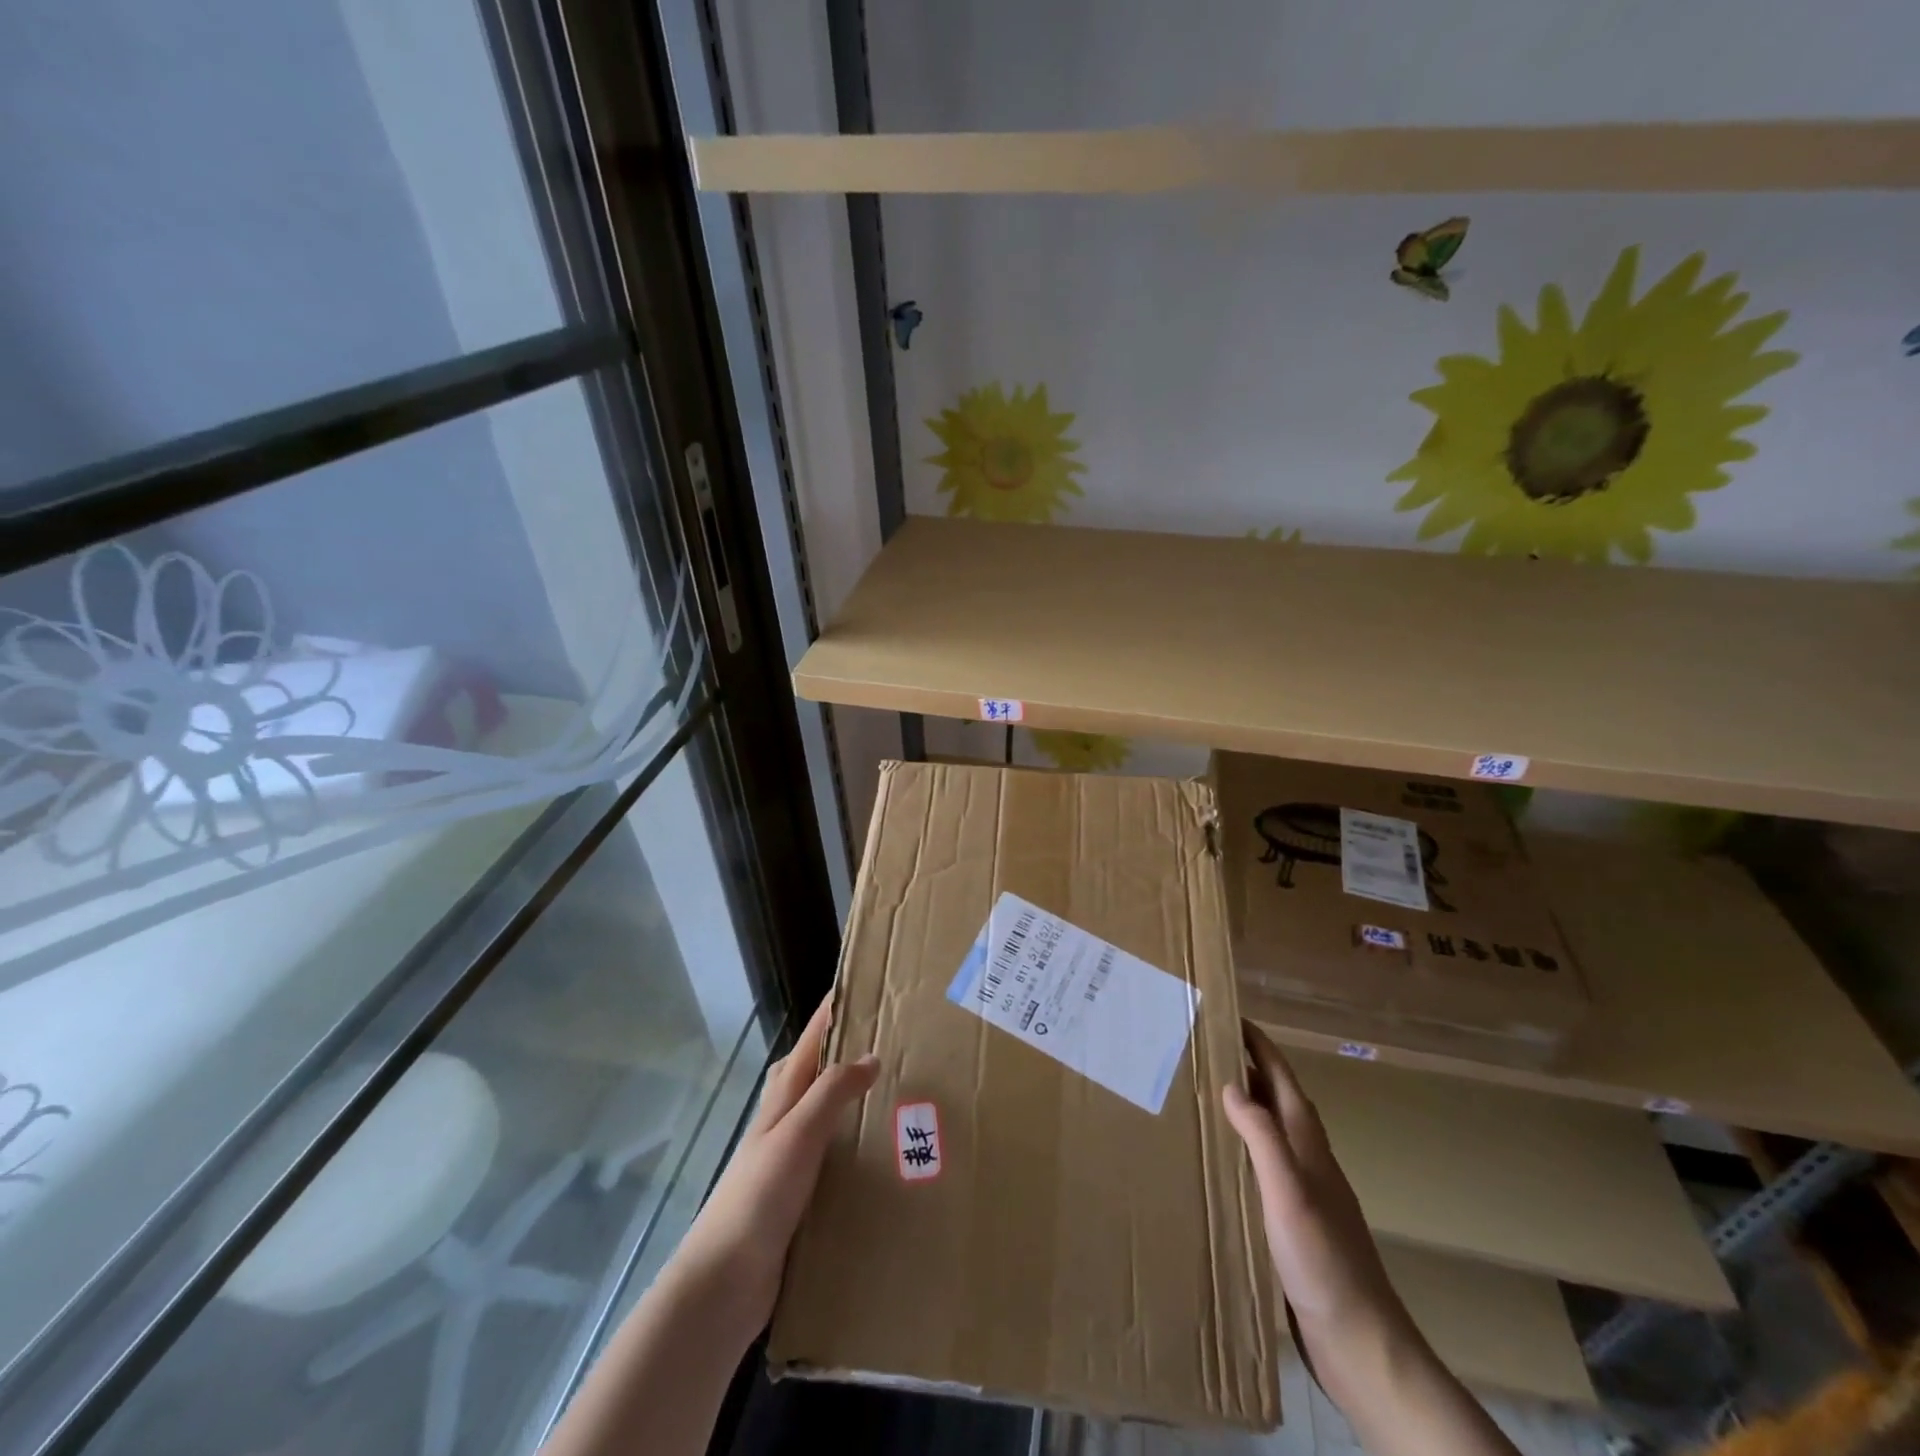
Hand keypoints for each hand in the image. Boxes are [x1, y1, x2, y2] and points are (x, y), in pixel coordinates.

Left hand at [672, 999, 878, 1338]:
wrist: (724, 1282)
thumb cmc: (760, 1196)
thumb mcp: (798, 1133)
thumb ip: (832, 1091)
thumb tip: (871, 1056)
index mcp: (783, 1096)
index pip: (813, 1038)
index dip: (834, 1010)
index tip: (865, 984)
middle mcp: (786, 1119)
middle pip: (817, 1070)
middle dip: (848, 1049)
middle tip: (893, 1038)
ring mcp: (792, 1157)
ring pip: (828, 1113)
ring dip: (856, 1098)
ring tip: (900, 1092)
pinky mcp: (801, 1194)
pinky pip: (835, 1155)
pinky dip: (857, 1144)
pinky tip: (883, 1157)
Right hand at [1222, 1023, 1414, 1406]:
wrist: (1360, 1342)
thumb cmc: (1322, 1259)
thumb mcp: (1287, 1191)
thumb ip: (1262, 1135)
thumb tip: (1232, 1083)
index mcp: (1307, 1143)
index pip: (1281, 1078)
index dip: (1258, 1045)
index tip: (1229, 1015)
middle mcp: (1307, 1158)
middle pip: (1275, 1098)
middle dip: (1246, 1066)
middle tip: (1203, 1046)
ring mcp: (1304, 1190)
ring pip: (1269, 1131)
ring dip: (1244, 1105)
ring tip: (1204, 1091)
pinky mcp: (1294, 1221)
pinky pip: (1263, 1164)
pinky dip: (1242, 1145)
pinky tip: (1220, 1159)